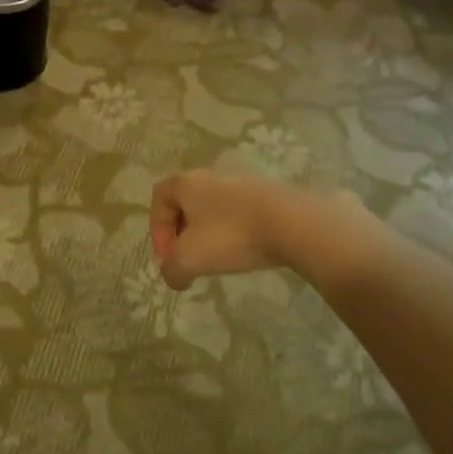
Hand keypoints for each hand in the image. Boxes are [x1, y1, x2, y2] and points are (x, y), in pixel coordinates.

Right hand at [149, 169, 325, 290]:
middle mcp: (212, 176)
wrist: (295, 224)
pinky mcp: (270, 195)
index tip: (168, 257)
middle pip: (186, 202)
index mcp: (187, 183)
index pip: (159, 197)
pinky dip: (236, 232)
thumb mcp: (190, 259)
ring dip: (210, 233)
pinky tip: (247, 252)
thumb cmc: (232, 236)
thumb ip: (172, 270)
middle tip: (190, 259)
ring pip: (215, 208)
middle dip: (183, 233)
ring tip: (219, 259)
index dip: (156, 229)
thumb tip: (173, 277)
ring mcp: (244, 183)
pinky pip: (242, 213)